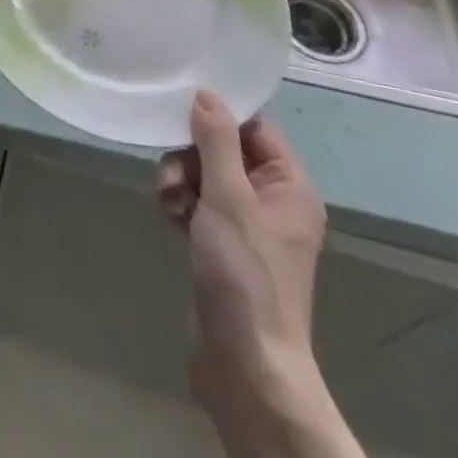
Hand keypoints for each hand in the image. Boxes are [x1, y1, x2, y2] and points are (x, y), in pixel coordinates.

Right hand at [156, 91, 326, 408]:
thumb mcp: (228, 198)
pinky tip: (168, 220)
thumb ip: (216, 141)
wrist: (245, 364)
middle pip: (223, 150)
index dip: (220, 119)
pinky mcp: (223, 247)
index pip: (254, 128)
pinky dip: (180, 205)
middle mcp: (272, 202)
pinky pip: (197, 205)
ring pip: (204, 177)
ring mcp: (247, 227)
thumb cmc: (245, 273)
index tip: (183, 117)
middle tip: (172, 176)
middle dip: (190, 157)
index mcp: (289, 186)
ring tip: (168, 202)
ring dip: (179, 181)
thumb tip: (206, 93)